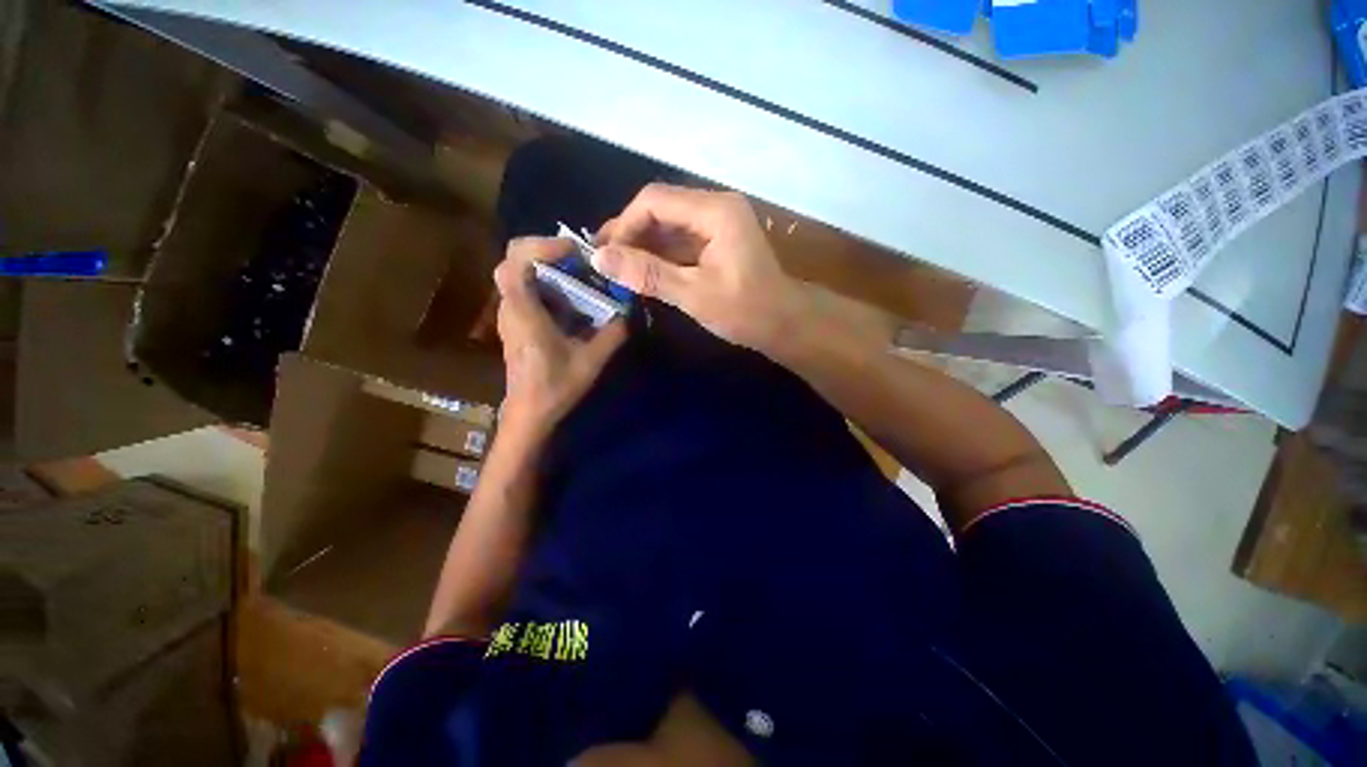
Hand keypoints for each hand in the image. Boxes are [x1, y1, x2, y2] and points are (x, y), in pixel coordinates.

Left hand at [494, 238, 627, 436]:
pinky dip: (547, 284)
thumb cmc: (556, 386)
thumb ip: (613, 333)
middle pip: (514, 260)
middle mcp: (510, 307)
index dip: (543, 246)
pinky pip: (527, 289)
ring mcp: (510, 313)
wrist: (530, 412)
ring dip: (548, 267)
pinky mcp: (516, 321)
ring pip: (520, 273)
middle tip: (579, 259)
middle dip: (547, 251)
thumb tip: (629, 310)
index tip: (575, 251)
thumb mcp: (592, 360)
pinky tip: (572, 298)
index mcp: (523, 312)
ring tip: (579, 275)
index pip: (516, 261)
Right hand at [593, 184, 807, 355]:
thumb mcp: (694, 294)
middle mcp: (716, 207)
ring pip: (669, 225)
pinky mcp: (718, 241)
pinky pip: (681, 240)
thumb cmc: (746, 311)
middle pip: (661, 208)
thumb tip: (599, 258)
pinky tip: (643, 271)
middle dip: (630, 233)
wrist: (785, 324)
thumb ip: (648, 274)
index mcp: (715, 211)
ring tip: (618, 268)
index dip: (624, 225)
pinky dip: (660, 254)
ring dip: (643, 245)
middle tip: (604, 261)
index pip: (654, 201)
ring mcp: (718, 224)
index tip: (605, 255)